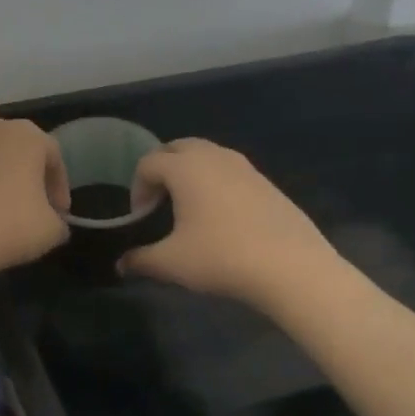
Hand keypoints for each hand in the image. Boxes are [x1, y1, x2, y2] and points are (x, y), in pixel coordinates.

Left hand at [0, 95, 70, 280]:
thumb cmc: (5, 231)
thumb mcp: (50, 232)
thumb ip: (58, 220)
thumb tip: (54, 219)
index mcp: (30, 140)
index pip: (52, 157)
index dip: (57, 185)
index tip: (56, 212)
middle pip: (15, 137)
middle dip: (21, 162)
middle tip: (21, 195)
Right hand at [120, 139, 341, 310]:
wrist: (292, 268)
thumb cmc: (222, 257)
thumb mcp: (173, 263)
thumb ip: (141, 260)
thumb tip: (122, 265)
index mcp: (184, 167)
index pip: (148, 163)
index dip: (137, 188)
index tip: (140, 217)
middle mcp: (213, 157)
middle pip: (177, 147)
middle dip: (162, 168)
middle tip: (159, 199)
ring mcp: (244, 167)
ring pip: (206, 155)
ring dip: (190, 171)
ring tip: (189, 205)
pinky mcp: (266, 182)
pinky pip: (230, 170)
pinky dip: (216, 181)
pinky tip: (222, 216)